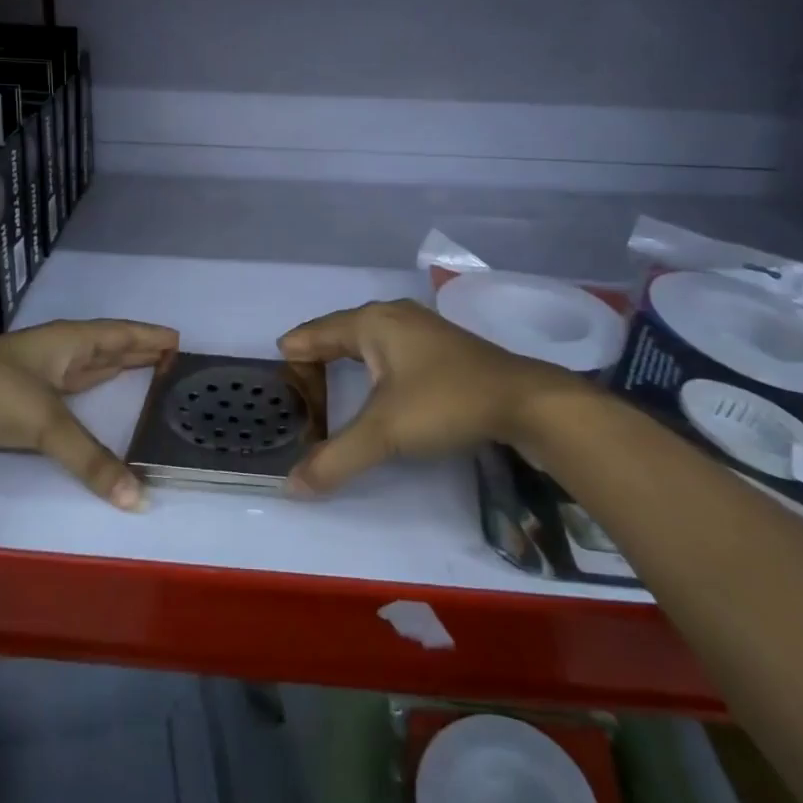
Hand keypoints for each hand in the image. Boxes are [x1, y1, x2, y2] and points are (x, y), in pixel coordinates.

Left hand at [0, 319, 178, 508]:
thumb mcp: (46, 424)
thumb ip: (92, 461)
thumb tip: (138, 500)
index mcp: (67, 341)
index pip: (118, 333)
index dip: (148, 336)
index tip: (177, 338)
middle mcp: (54, 349)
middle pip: (104, 344)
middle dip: (136, 348)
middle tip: (169, 353)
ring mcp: (34, 369)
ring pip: (84, 362)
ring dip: (113, 363)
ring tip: (140, 366)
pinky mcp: (17, 393)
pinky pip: (68, 382)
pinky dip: (89, 384)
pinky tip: (91, 389)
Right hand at [278, 299, 598, 494]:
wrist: (525, 401)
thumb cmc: (445, 403)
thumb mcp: (384, 433)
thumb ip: (335, 459)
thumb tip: (291, 486)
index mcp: (372, 323)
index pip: (317, 332)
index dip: (296, 350)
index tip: (277, 366)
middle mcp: (393, 316)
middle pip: (341, 330)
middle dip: (318, 353)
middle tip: (298, 381)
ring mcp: (421, 327)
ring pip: (369, 337)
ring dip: (347, 356)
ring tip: (329, 378)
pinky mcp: (443, 345)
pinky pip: (391, 347)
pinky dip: (373, 362)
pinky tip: (378, 381)